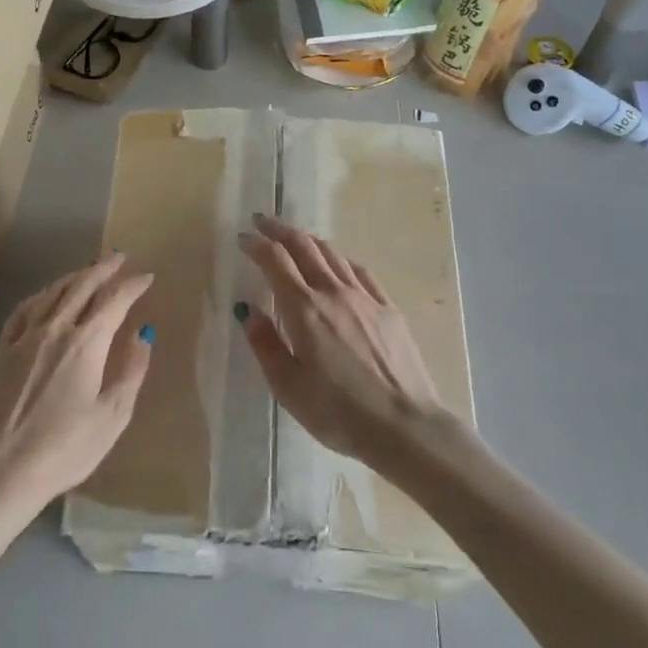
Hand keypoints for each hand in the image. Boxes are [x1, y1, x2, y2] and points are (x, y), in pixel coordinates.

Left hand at [0, 255, 154, 518]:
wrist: (5, 467)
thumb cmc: (67, 447)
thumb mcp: (113, 415)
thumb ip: (131, 370)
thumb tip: (142, 334)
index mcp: (86, 343)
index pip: (114, 301)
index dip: (132, 286)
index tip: (146, 277)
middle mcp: (55, 329)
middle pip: (81, 286)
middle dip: (103, 269)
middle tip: (119, 257)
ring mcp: (24, 337)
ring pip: (52, 293)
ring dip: (74, 277)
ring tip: (88, 270)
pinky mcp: (3, 350)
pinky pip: (24, 309)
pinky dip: (42, 295)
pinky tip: (47, 295)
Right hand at [238, 214, 445, 461]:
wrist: (405, 426)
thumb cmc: (338, 412)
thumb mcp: (288, 386)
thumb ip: (265, 344)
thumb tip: (249, 310)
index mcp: (303, 309)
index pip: (275, 261)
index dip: (256, 244)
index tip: (242, 238)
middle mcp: (333, 293)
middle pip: (304, 247)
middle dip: (280, 230)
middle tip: (262, 221)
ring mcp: (365, 298)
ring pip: (332, 254)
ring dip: (309, 240)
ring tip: (295, 238)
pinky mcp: (388, 309)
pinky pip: (359, 271)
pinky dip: (340, 259)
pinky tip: (337, 263)